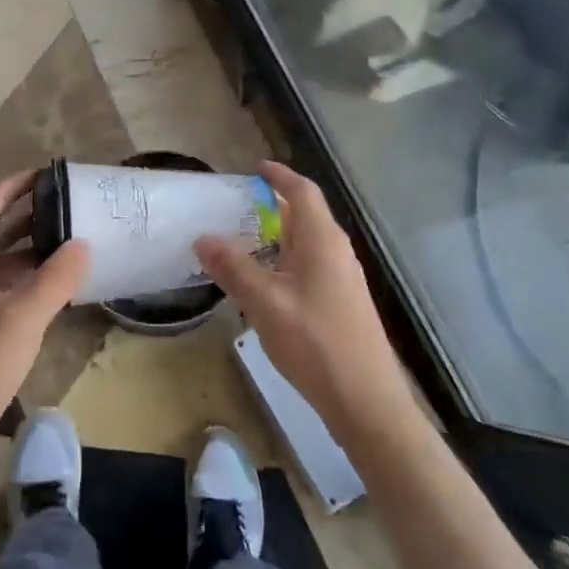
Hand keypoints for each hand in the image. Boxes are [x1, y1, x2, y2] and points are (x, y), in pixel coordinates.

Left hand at [0, 172, 88, 489]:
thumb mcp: (23, 318)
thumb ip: (56, 279)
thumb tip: (82, 243)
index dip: (10, 187)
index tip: (41, 174)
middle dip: (22, 216)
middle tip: (61, 205)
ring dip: (25, 251)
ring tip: (64, 242)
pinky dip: (24, 283)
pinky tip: (51, 291)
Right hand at [195, 162, 413, 445]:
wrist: (366, 400)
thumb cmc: (316, 342)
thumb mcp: (265, 302)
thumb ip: (234, 267)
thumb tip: (203, 237)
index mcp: (322, 240)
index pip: (302, 191)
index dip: (279, 175)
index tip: (255, 168)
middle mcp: (336, 251)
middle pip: (305, 214)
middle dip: (273, 205)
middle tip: (235, 207)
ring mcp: (342, 277)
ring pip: (306, 242)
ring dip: (277, 235)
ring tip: (242, 241)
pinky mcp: (341, 301)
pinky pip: (309, 265)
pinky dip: (284, 260)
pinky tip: (264, 282)